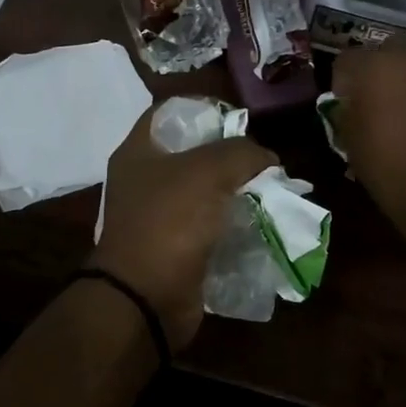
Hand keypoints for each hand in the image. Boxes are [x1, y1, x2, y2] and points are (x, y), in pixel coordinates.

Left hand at [91, 109, 275, 350]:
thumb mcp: (208, 172)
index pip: (169, 113)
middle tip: (261, 159)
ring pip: (203, 192)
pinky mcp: (173, 248)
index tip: (236, 119)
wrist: (146, 298)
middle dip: (228, 155)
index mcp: (137, 152)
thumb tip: (266, 156)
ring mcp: (156, 217)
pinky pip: (208, 227)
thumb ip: (241, 153)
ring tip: (268, 190)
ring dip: (234, 191)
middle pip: (191, 154)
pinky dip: (231, 224)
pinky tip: (258, 221)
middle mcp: (142, 181)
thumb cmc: (169, 222)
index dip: (203, 108)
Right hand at [331, 43, 405, 242]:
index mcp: (374, 68)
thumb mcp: (352, 145)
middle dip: (381, 72)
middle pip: (388, 51)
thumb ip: (347, 112)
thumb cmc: (393, 172)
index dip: (343, 83)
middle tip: (380, 103)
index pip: (346, 61)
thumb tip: (351, 103)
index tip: (346, 105)